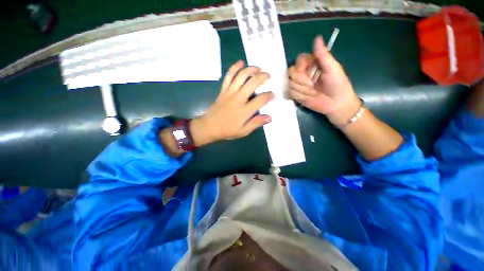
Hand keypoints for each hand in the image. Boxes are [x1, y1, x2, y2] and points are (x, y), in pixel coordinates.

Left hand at [190, 61, 273, 145]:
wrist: (209, 126)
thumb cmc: (227, 130)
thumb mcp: (243, 131)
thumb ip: (256, 123)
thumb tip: (270, 117)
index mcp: (245, 111)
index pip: (261, 99)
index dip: (269, 95)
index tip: (272, 95)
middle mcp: (238, 98)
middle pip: (253, 83)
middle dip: (263, 77)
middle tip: (268, 76)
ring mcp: (230, 92)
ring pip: (241, 76)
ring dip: (251, 69)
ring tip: (258, 68)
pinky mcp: (223, 90)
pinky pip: (228, 76)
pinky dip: (235, 67)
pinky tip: (241, 62)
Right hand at [288, 36, 359, 125]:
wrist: (336, 104)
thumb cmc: (337, 84)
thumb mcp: (332, 68)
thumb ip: (322, 55)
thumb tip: (317, 37)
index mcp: (312, 64)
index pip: (298, 60)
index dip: (301, 66)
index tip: (308, 71)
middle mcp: (303, 73)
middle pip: (291, 72)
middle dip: (302, 80)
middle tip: (313, 85)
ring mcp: (299, 85)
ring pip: (290, 84)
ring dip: (303, 90)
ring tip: (313, 92)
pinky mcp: (296, 95)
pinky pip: (291, 93)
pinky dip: (300, 96)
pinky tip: (308, 97)